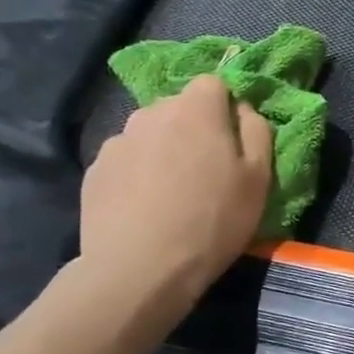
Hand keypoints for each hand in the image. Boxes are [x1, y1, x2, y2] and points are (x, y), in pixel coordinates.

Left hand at [77, 76, 272, 321]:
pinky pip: (126, 160)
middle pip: (179, 107)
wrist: (139, 270)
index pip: (213, 82)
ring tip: (172, 192)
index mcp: (196, 109)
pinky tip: (144, 207)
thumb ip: (257, 131)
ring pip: (150, 133)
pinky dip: (137, 174)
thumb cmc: (213, 220)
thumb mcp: (259, 178)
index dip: (226, 107)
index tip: (233, 140)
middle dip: (194, 128)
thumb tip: (243, 109)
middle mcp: (151, 113)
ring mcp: (117, 141)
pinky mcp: (94, 170)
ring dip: (163, 149)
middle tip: (206, 170)